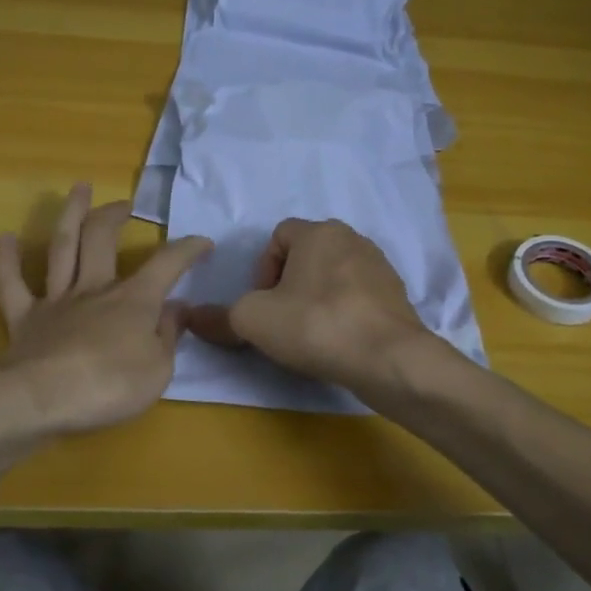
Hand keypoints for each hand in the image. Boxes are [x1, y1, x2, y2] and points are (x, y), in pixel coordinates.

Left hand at [0, 183, 211, 435]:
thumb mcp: (159, 370)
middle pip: (103, 240)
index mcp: (133, 301)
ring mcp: (56, 301)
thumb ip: (168, 336)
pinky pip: (11, 284)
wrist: (43, 400)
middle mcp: (94, 290)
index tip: (203, 242)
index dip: (187, 250)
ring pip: (62, 248)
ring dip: (71, 215)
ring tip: (78, 189)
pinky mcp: (24, 318)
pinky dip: (7, 260)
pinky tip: (5, 238)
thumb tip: (176, 309)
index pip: (167, 265)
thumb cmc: (110, 387)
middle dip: (115, 216)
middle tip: (124, 204)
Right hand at [187, 218, 438, 391]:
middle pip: (307, 256)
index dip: (262, 269)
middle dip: (290, 285)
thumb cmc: (315, 326)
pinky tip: (340, 341)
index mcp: (319, 232)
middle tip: (283, 319)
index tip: (264, 303)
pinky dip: (344, 313)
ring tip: (311, 334)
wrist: (389, 359)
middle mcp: (353, 239)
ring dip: (317, 299)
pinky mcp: (397, 296)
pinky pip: (358, 297)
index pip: (278, 236)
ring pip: (334, 276)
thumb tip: (192, 318)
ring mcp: (380, 266)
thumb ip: (220, 317)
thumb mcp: (253, 321)